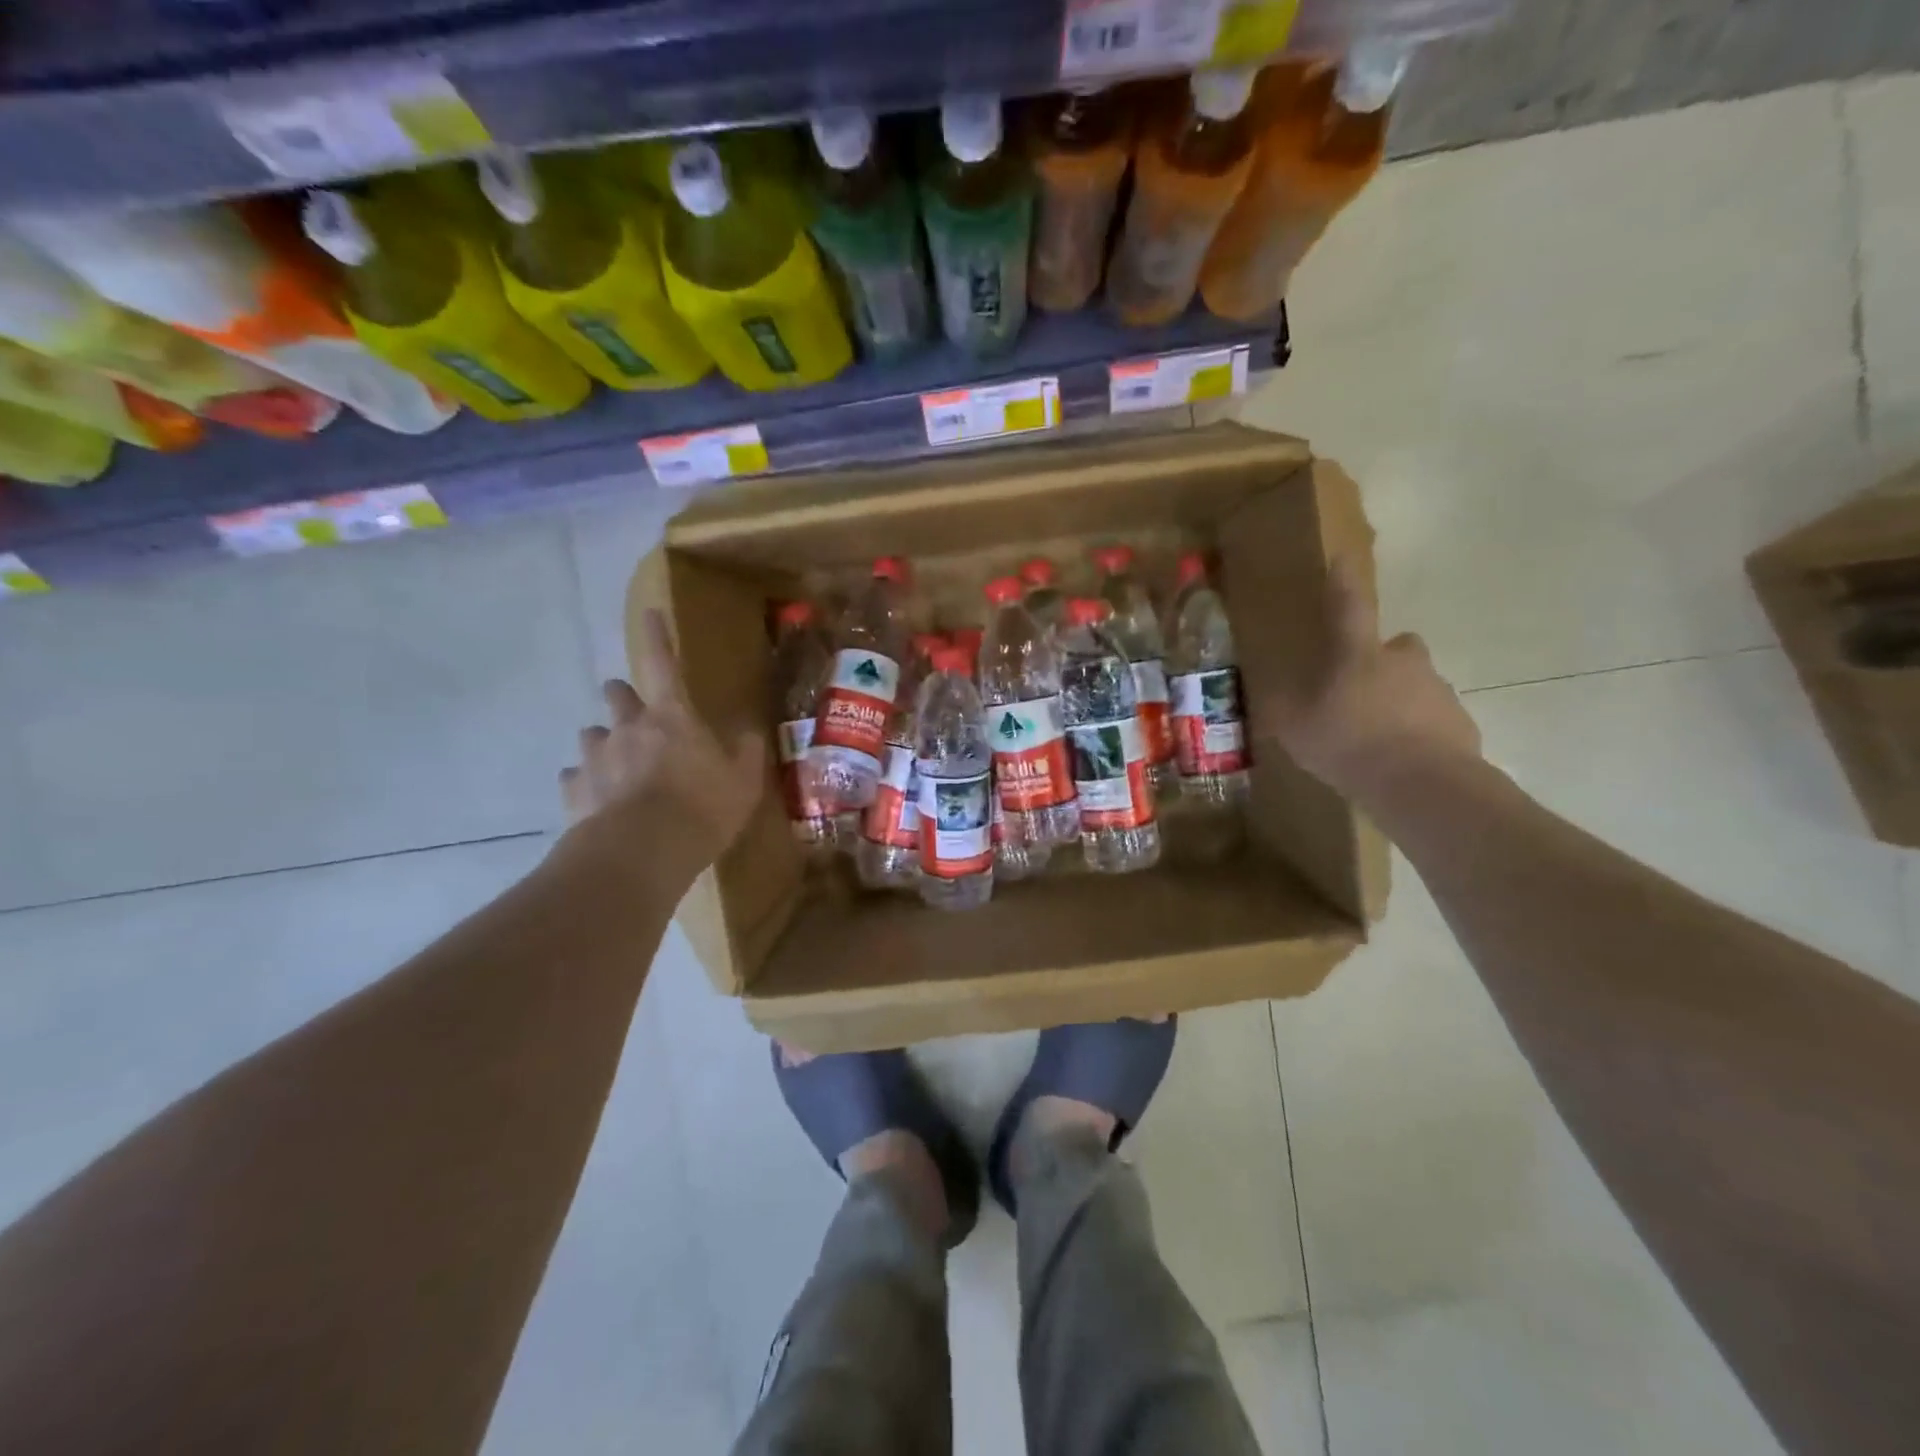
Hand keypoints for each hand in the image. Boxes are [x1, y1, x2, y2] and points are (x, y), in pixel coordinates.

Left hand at [559, 609, 765, 881]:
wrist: (642, 853)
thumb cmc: (702, 808)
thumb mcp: (744, 781)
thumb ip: (746, 750)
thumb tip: (748, 730)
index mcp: (672, 717)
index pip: (662, 664)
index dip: (657, 637)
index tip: (648, 613)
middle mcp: (628, 727)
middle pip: (617, 694)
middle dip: (624, 697)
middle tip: (638, 715)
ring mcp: (596, 758)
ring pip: (592, 736)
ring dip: (605, 743)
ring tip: (620, 767)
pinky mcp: (574, 790)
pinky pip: (577, 777)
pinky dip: (587, 783)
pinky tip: (600, 801)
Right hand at [1267, 560, 1481, 806]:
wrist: (1422, 785)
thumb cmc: (1348, 743)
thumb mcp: (1293, 728)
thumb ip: (1280, 707)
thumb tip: (1269, 693)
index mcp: (1358, 654)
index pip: (1348, 606)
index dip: (1342, 583)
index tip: (1342, 559)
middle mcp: (1403, 661)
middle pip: (1394, 647)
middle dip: (1378, 660)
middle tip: (1354, 689)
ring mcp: (1436, 690)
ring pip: (1413, 685)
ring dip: (1395, 700)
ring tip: (1372, 737)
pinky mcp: (1459, 723)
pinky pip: (1430, 720)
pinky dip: (1415, 732)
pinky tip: (1396, 760)